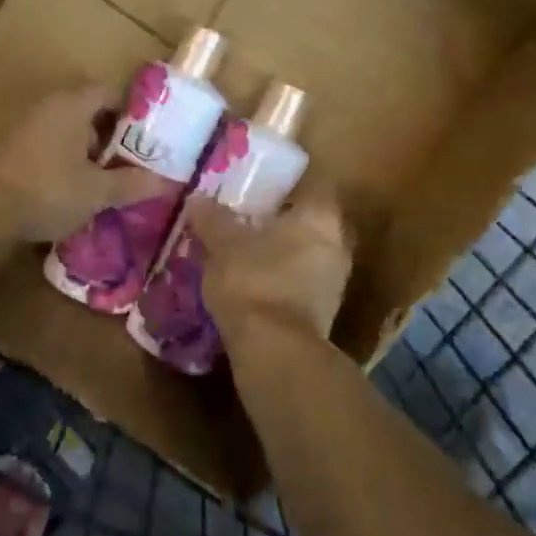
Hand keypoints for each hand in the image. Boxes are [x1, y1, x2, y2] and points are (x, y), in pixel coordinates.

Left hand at [0, 85, 168, 242]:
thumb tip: (167, 182)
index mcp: (73, 104)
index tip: (148, 138)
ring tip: (104, 180)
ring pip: (68, 128)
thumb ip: (132, 184)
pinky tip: (72, 187)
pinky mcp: (11, 145)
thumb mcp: (97, 192)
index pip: (110, 91)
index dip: (132, 111)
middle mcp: (49, 105)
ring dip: (87, 149)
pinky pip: (49, 143)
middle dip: (111, 134)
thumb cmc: (48, 190)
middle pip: (89, 109)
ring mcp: (26, 124)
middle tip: (130, 162)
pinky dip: (65, 158)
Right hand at [187, 183, 352, 340]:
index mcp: (321, 217)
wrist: (276, 351)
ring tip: (246, 253)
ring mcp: (335, 282)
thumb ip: (212, 219)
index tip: (261, 186)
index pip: (313, 185)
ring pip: (308, 255)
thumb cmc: (254, 281)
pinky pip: (302, 284)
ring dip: (282, 253)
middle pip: (311, 222)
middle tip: (248, 218)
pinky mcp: (324, 313)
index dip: (288, 184)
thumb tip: (198, 199)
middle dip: (283, 221)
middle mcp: (338, 244)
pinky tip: (254, 285)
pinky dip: (282, 281)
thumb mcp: (223, 244)